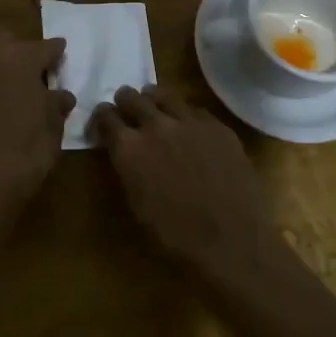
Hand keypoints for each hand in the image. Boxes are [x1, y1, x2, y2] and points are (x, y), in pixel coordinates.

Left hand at [0, 31, 74, 202]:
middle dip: (22, 49)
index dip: (57, 51)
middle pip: (8, 40)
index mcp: (21, 57)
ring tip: (18, 86)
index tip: (62, 52)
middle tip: (36, 69)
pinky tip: (1, 101)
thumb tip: (61, 95)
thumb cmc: (30, 145)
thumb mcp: (54, 123)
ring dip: (3, 65)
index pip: (45, 47)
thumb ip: (57, 102)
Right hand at [92, 86, 277, 279]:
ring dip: (154, 100)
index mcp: (129, 148)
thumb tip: (125, 153)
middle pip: (132, 97)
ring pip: (164, 94)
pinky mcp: (218, 126)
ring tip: (156, 108)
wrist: (232, 242)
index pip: (105, 116)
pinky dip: (185, 115)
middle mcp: (156, 125)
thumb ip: (127, 169)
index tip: (105, 123)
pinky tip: (190, 128)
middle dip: (125, 102)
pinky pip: (195, 110)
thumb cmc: (176, 236)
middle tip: (128, 110)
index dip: (103, 118)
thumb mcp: (137, 205)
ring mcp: (190, 122)